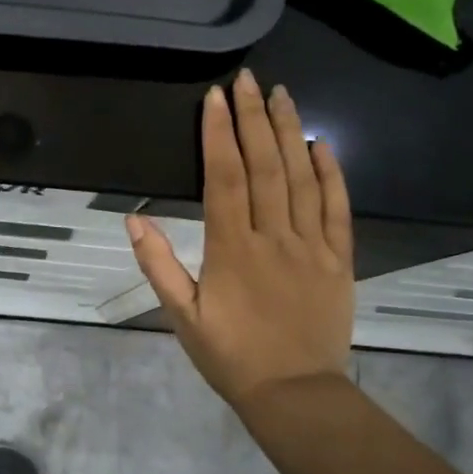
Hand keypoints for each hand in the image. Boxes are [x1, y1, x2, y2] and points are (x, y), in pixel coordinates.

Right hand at [125, 69, 354, 413]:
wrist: (294, 394)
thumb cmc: (230, 356)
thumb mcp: (181, 316)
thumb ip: (157, 264)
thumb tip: (134, 218)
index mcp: (231, 248)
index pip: (224, 177)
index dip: (218, 133)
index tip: (215, 97)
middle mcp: (273, 237)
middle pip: (264, 165)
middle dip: (253, 118)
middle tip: (248, 79)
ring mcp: (311, 246)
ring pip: (302, 178)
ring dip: (290, 132)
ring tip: (282, 95)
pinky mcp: (339, 259)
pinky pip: (338, 208)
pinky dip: (331, 173)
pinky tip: (321, 144)